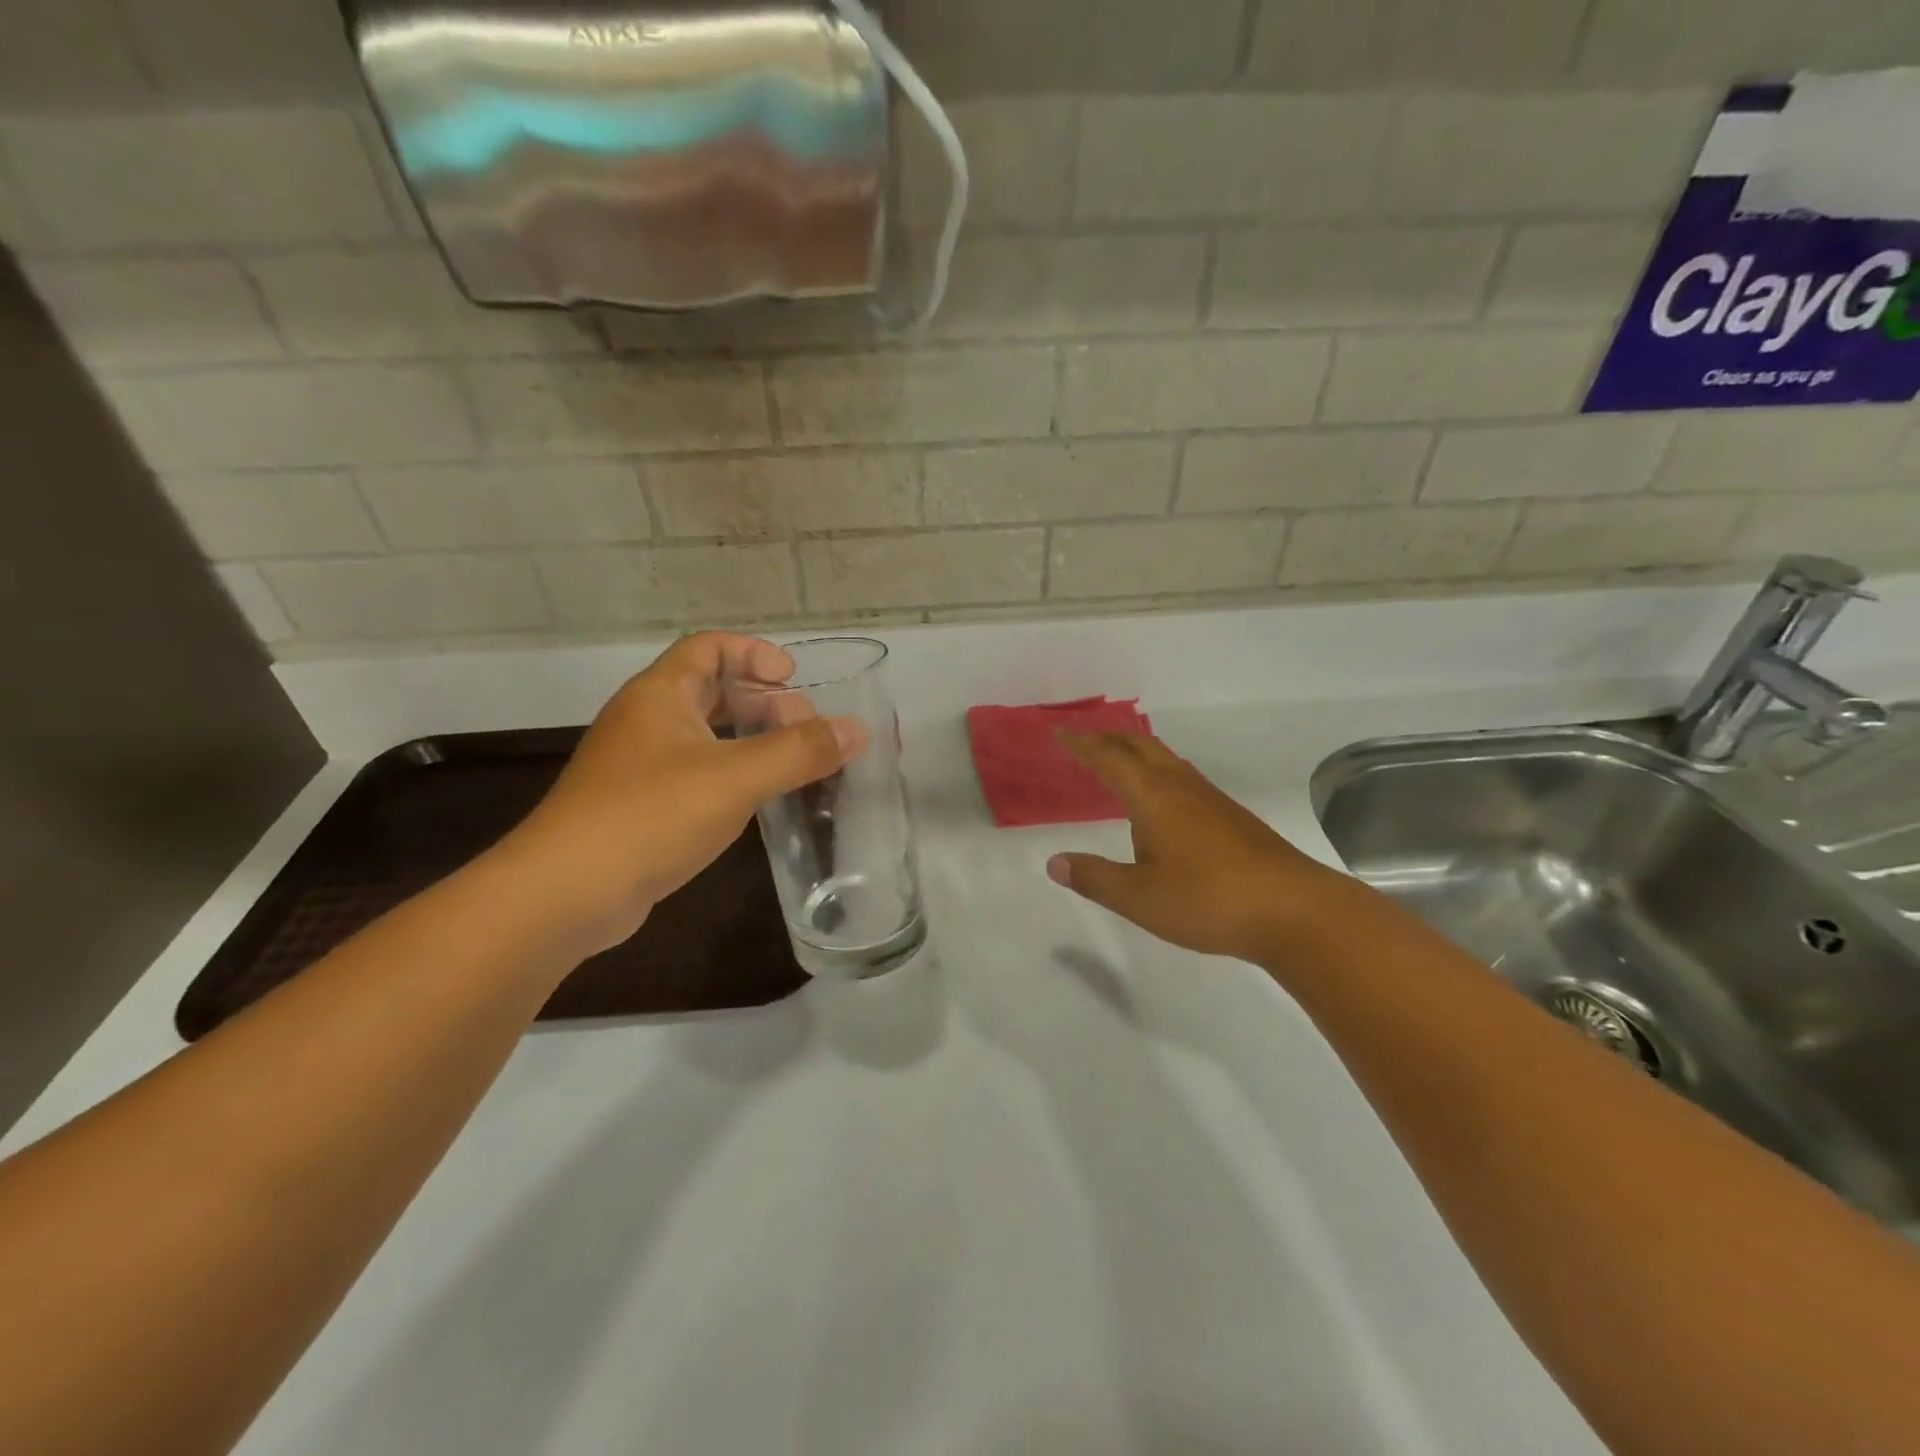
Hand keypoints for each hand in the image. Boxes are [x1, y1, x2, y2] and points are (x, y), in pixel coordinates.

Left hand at [494, 633, 867, 951]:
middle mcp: (646, 721)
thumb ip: (799, 752)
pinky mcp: (639, 807)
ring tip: (793, 762)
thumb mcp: (735, 778)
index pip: (708, 647)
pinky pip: (696, 773)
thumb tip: (857, 730)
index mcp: (660, 695)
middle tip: (805, 728)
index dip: (753, 653)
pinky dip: (731, 774)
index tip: (793, 678)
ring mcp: (638, 766)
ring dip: (749, 740)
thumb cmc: (650, 816)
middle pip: (710, 690)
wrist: (566, 894)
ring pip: (704, 735)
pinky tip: (757, 800)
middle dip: (762, 701)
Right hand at [1046, 732, 1352, 964]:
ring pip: (1165, 760)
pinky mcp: (1231, 817)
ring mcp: (1211, 800)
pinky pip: (1182, 778)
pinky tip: (1161, 802)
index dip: (1082, 745)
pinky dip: (1158, 773)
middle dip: (1110, 739)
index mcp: (1153, 797)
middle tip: (1085, 740)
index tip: (1061, 734)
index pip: (1109, 759)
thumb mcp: (1140, 898)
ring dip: (1136, 752)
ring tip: (1118, 763)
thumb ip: (1095, 878)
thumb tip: (1055, 862)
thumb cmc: (1208, 900)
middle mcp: (1181, 787)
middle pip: (1141, 746)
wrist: (1294, 910)